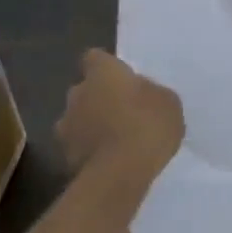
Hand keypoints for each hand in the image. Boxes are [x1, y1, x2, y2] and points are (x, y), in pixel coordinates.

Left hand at [56, 49, 183, 180]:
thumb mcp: (167, 102)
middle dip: (98, 98)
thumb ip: (150, 92)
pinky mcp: (63, 157)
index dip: (106, 67)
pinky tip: (110, 160)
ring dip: (90, 125)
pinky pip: (78, 146)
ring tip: (114, 139)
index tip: (120, 77)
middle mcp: (77, 94)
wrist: (119, 174)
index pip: (95, 58)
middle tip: (122, 110)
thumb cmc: (148, 125)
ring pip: (77, 119)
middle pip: (84, 89)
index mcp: (103, 73)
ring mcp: (65, 127)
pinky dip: (90, 150)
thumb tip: (140, 94)